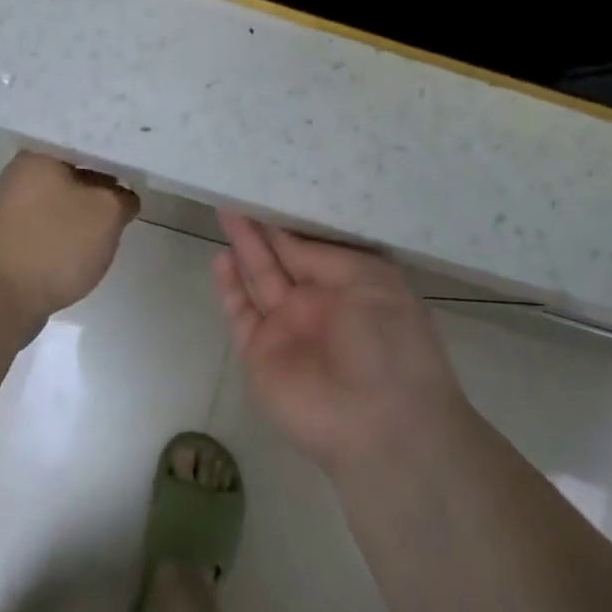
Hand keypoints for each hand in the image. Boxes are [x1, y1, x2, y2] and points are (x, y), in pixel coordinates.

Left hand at [0, 152, 139, 326]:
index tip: (137, 169)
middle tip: (129, 198)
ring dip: (86, 210)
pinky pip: (49, 222)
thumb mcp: (108, 213)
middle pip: (75, 170)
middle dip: (102, 185)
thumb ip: (123, 196)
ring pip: (62, 197)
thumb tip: (122, 197)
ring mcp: (11, 206)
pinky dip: (68, 231)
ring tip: (111, 224)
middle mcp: (20, 173)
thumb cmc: (55, 245)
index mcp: (39, 155)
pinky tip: (85, 245)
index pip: (87, 142)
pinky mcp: (11, 236)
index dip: (116, 155)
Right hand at [213, 212, 473, 481]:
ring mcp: (287, 327)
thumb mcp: (372, 283)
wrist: (379, 424)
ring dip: (244, 248)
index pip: (314, 244)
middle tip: (240, 191)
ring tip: (226, 211)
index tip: (272, 187)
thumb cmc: (390, 343)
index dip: (292, 219)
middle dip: (263, 227)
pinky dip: (229, 287)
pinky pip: (241, 313)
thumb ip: (324, 257)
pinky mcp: (260, 352)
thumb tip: (287, 236)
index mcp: (353, 284)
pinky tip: (221, 258)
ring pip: (260, 278)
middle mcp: (318, 302)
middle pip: (283, 257)